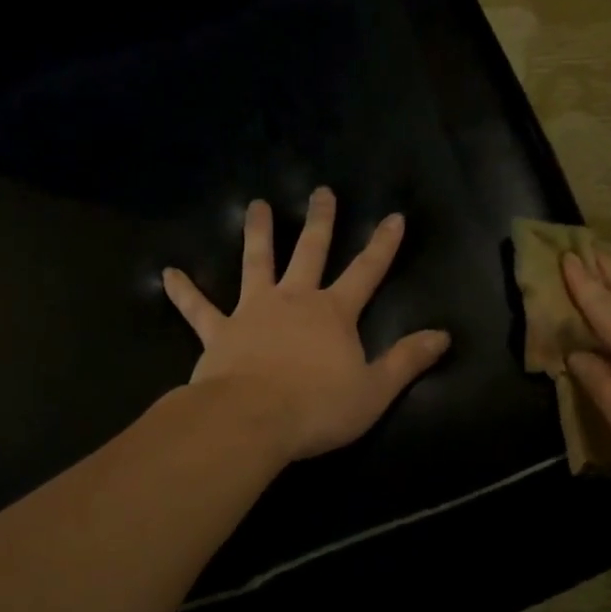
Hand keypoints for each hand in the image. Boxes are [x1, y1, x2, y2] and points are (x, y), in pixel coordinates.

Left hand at [162, 189, 450, 462]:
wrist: (252, 421)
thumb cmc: (318, 408)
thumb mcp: (375, 390)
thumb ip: (407, 360)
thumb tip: (443, 336)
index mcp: (334, 313)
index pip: (367, 271)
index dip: (382, 245)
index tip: (393, 216)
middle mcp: (294, 301)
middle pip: (310, 252)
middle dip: (321, 221)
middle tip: (322, 191)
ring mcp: (253, 312)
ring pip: (256, 264)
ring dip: (258, 234)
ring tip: (257, 206)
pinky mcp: (220, 333)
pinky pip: (199, 309)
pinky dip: (184, 292)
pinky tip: (168, 274)